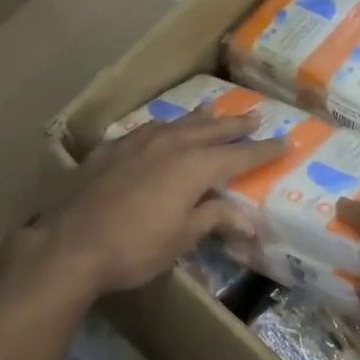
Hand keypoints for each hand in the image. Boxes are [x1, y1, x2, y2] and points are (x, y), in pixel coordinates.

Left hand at [23, 110, 286, 295]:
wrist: (72, 243)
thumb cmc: (135, 246)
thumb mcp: (182, 238)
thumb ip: (214, 218)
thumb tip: (248, 218)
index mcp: (195, 167)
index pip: (239, 156)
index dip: (264, 151)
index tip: (286, 142)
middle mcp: (171, 144)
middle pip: (211, 130)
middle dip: (235, 126)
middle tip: (255, 118)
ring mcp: (138, 142)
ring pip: (178, 123)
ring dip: (200, 119)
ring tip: (213, 113)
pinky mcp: (112, 148)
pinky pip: (147, 129)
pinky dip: (165, 128)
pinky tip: (162, 130)